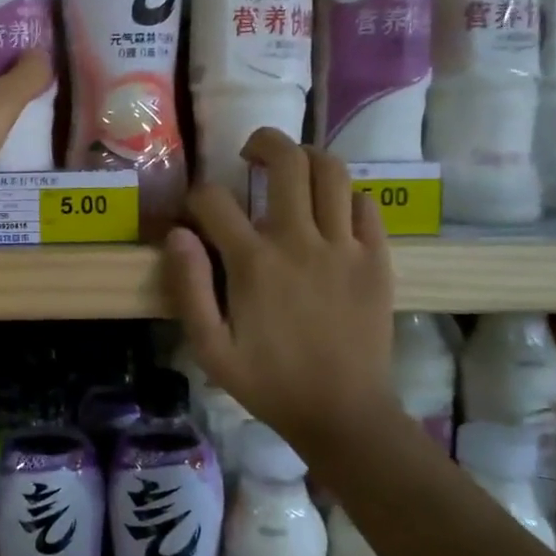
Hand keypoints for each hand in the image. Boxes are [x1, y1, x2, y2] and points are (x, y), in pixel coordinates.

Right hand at [165, 129, 401, 463]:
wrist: (344, 414)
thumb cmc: (269, 383)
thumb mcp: (210, 348)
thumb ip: (189, 288)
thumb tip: (177, 235)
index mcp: (253, 263)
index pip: (214, 200)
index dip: (195, 198)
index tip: (193, 213)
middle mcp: (299, 241)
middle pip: (287, 161)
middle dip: (263, 142)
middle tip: (250, 154)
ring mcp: (344, 247)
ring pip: (332, 171)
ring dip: (307, 157)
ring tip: (292, 169)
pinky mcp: (377, 259)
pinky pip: (366, 204)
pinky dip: (345, 194)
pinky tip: (329, 210)